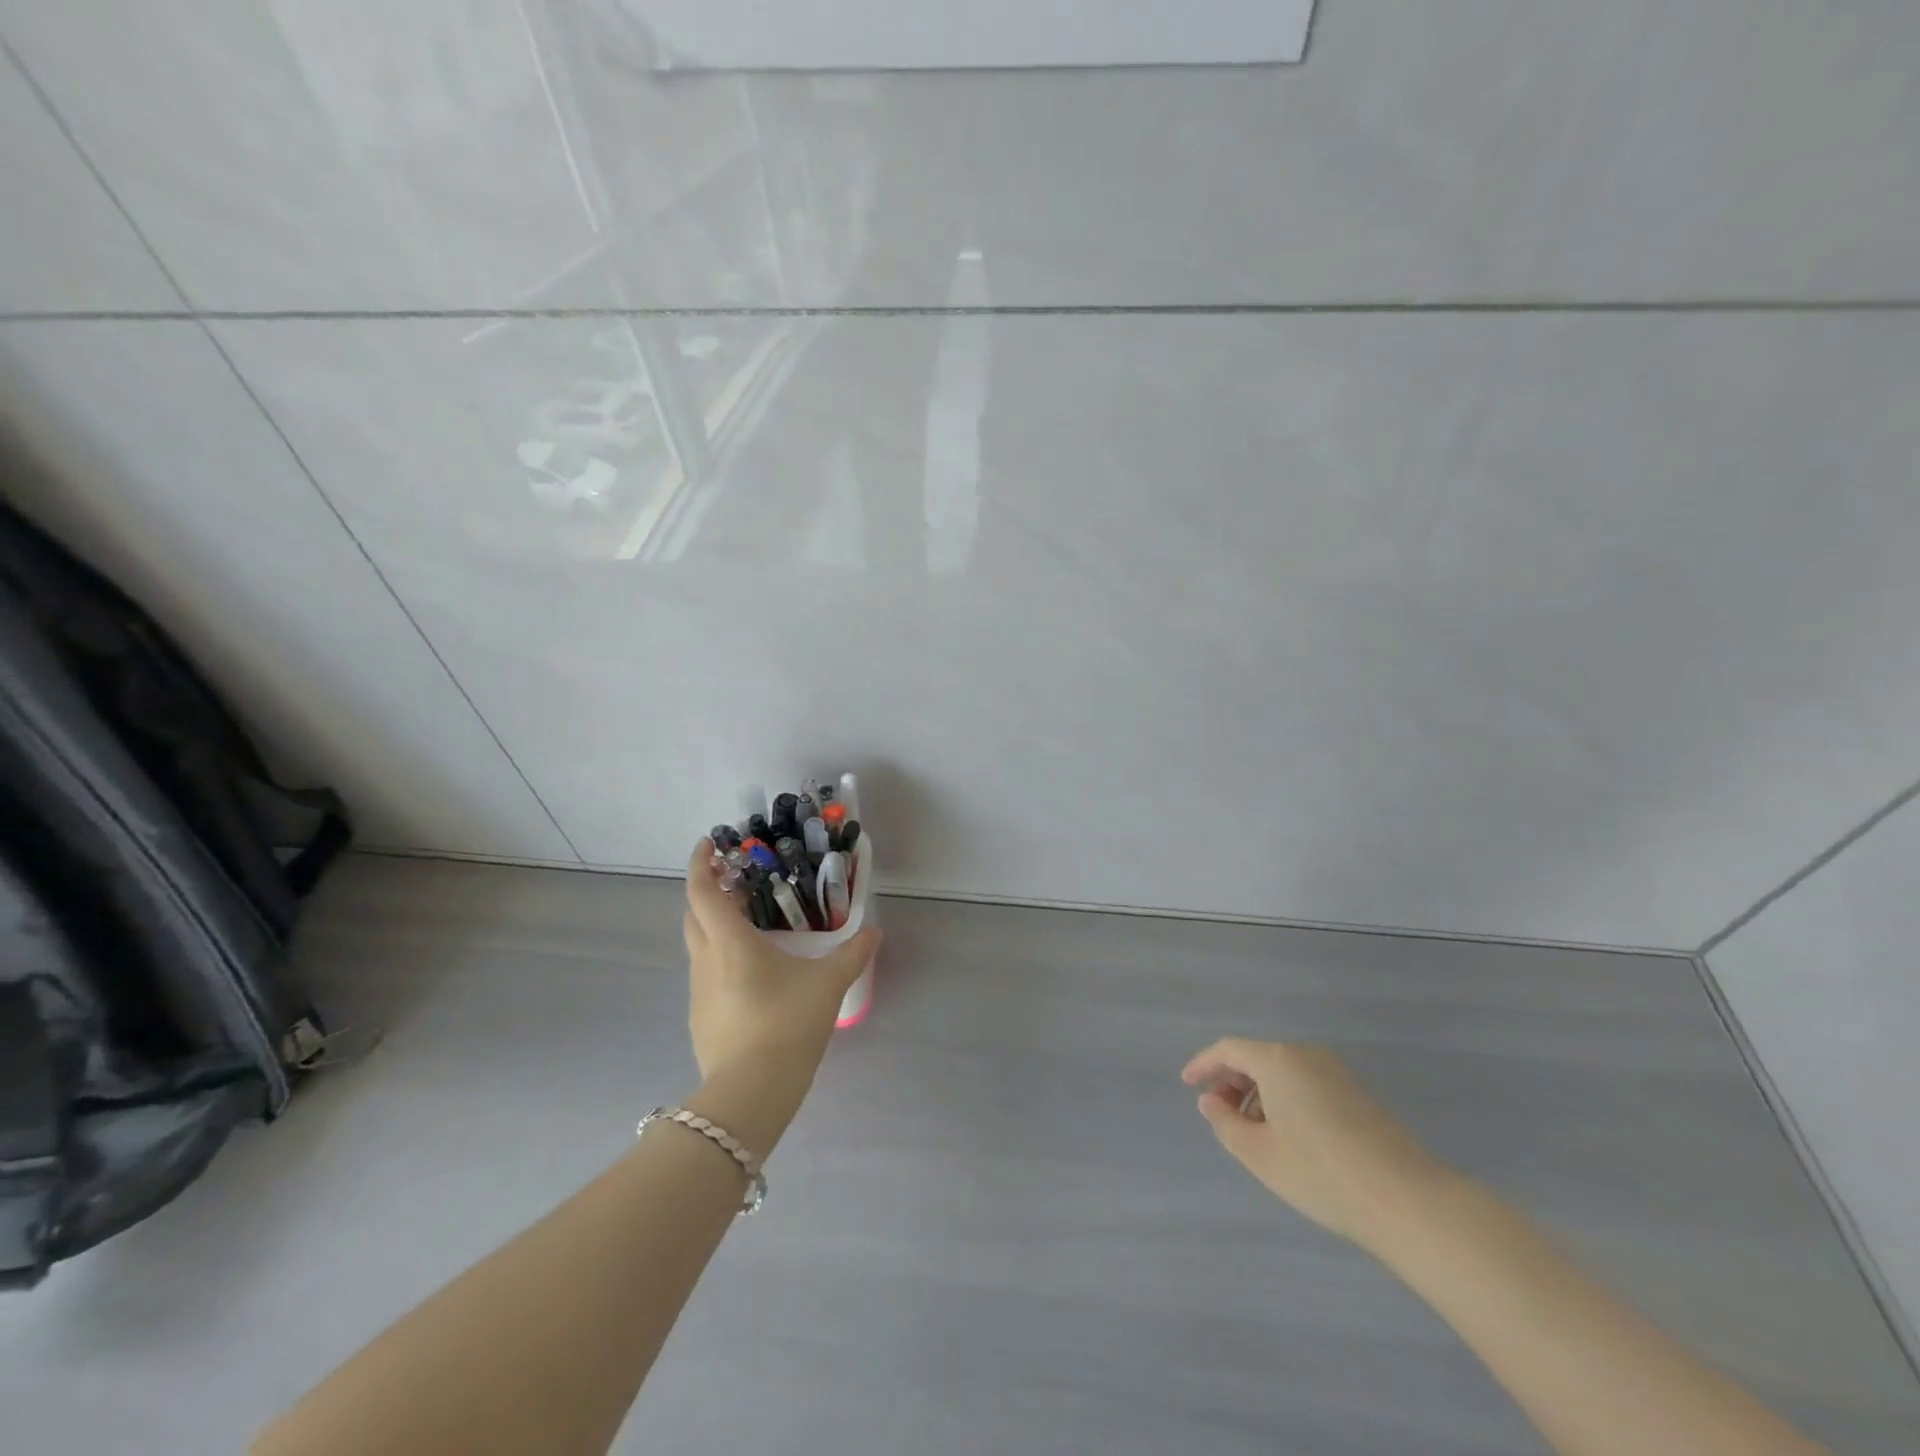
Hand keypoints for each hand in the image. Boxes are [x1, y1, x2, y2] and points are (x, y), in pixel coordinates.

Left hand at [682, 839, 878, 1088]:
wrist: (751, 1093)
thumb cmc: (787, 1024)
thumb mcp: (828, 984)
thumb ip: (853, 954)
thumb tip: (874, 932)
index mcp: (730, 942)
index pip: (702, 891)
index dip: (701, 863)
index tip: (710, 844)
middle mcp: (706, 961)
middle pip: (694, 915)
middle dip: (710, 893)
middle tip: (739, 883)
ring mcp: (698, 992)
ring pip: (700, 946)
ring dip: (716, 928)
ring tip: (751, 927)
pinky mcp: (701, 1019)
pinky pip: (707, 975)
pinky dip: (721, 960)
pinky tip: (752, 976)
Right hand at [1182, 1038, 1450, 1249]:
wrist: (1407, 1200)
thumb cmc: (1322, 1174)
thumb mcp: (1260, 1155)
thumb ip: (1225, 1123)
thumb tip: (1211, 1101)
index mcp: (1278, 1060)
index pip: (1229, 1049)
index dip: (1204, 1064)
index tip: (1188, 1083)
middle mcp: (1305, 1054)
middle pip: (1257, 1056)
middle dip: (1232, 1080)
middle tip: (1219, 1112)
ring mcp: (1336, 1071)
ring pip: (1282, 1070)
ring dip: (1258, 1091)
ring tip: (1252, 1130)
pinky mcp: (1357, 1092)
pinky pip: (1305, 1081)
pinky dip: (1284, 1097)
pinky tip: (1287, 1134)